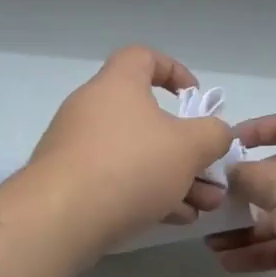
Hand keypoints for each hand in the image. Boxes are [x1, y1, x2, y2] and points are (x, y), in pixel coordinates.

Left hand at [27, 46, 232, 251]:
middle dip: (185, 146)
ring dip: (173, 176)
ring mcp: (76, 147)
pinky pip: (116, 179)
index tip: (194, 97)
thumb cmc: (129, 166)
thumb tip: (216, 132)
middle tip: (210, 170)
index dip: (173, 70)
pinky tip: (174, 218)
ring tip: (203, 206)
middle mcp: (92, 108)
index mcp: (117, 85)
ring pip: (135, 154)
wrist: (58, 219)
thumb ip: (213, 134)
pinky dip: (146, 193)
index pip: (143, 57)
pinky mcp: (69, 183)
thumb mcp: (189, 147)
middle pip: (146, 117)